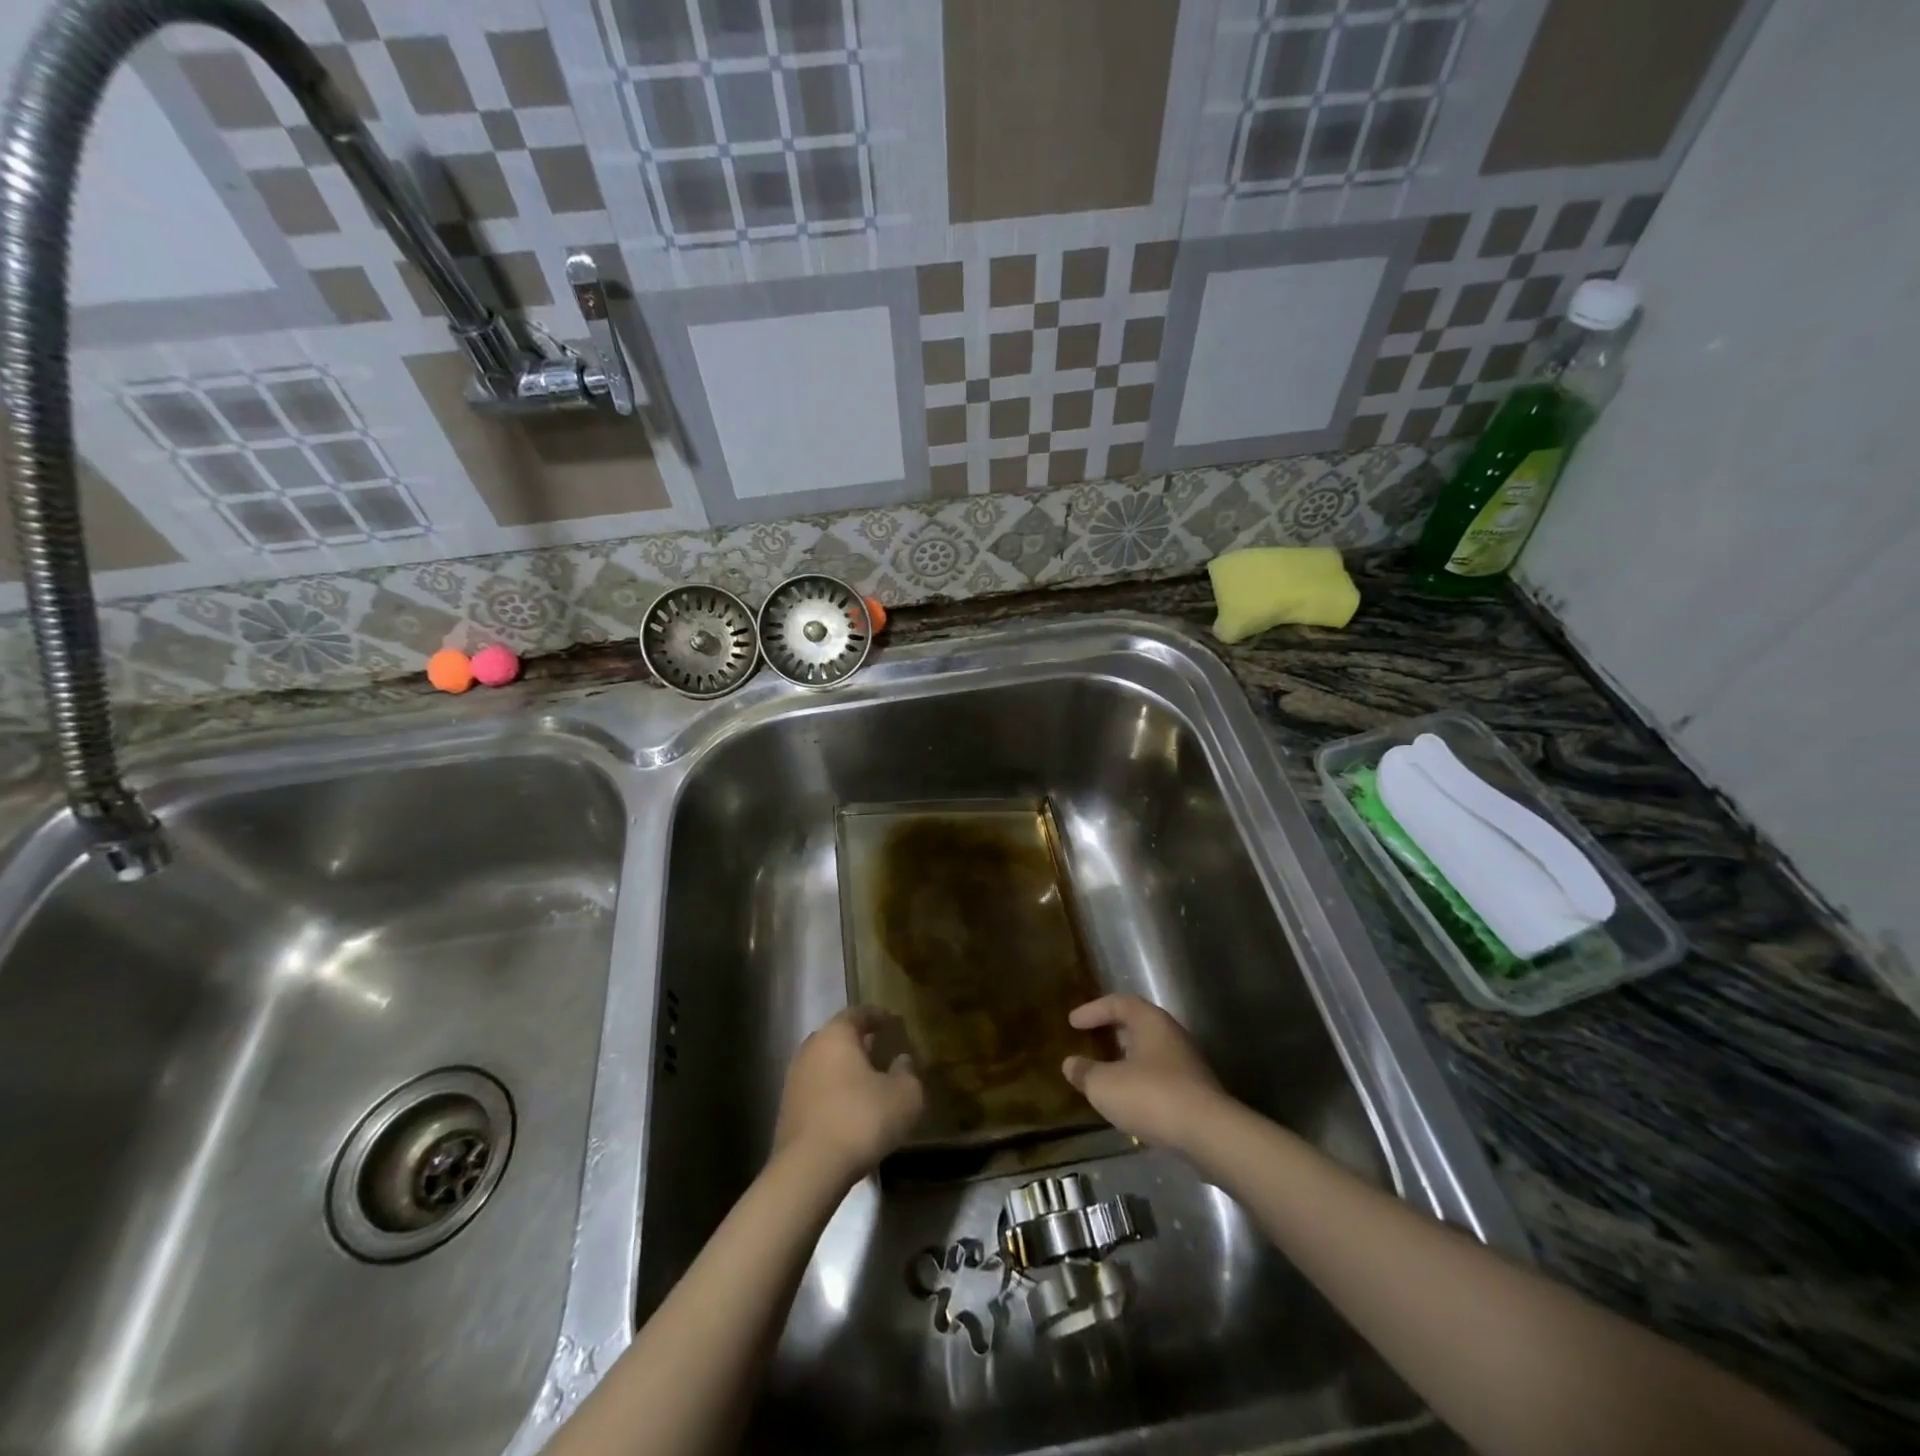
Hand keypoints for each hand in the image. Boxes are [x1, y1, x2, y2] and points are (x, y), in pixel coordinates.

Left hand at [773, 1007, 924, 1184]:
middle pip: (838, 1037)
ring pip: (825, 1064)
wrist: (809, 1169)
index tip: (892, 1022)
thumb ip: (908, 1072)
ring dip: (845, 1070)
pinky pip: (817, 1090)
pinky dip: (834, 1092)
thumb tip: (902, 1060)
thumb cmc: (861, 1119)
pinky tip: (850, 1109)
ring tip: (868, 1082)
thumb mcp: (904, 1096)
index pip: (858, 1013)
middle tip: (881, 1050)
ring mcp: (794, 1079)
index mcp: (837, 1035)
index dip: (877, 1016)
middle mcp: (811, 1048)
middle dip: (859, 1042)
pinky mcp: (787, 1110)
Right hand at [1062, 994, 1228, 1152]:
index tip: (1072, 1022)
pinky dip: (1139, 1083)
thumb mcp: (1105, 1085)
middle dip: (1112, 1033)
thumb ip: (1084, 1072)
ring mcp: (1187, 1064)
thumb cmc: (1152, 1096)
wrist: (1209, 1135)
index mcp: (1150, 1021)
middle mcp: (1171, 1035)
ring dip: (1126, 1060)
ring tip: (1105, 1075)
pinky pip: (1159, 1078)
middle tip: (1090, 1041)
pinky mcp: (1195, 1092)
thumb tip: (1070, 1064)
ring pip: (1149, 1053)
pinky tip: (1128, 1102)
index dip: (1093, 1010)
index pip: (1118, 1003)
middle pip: (1137, 1025)